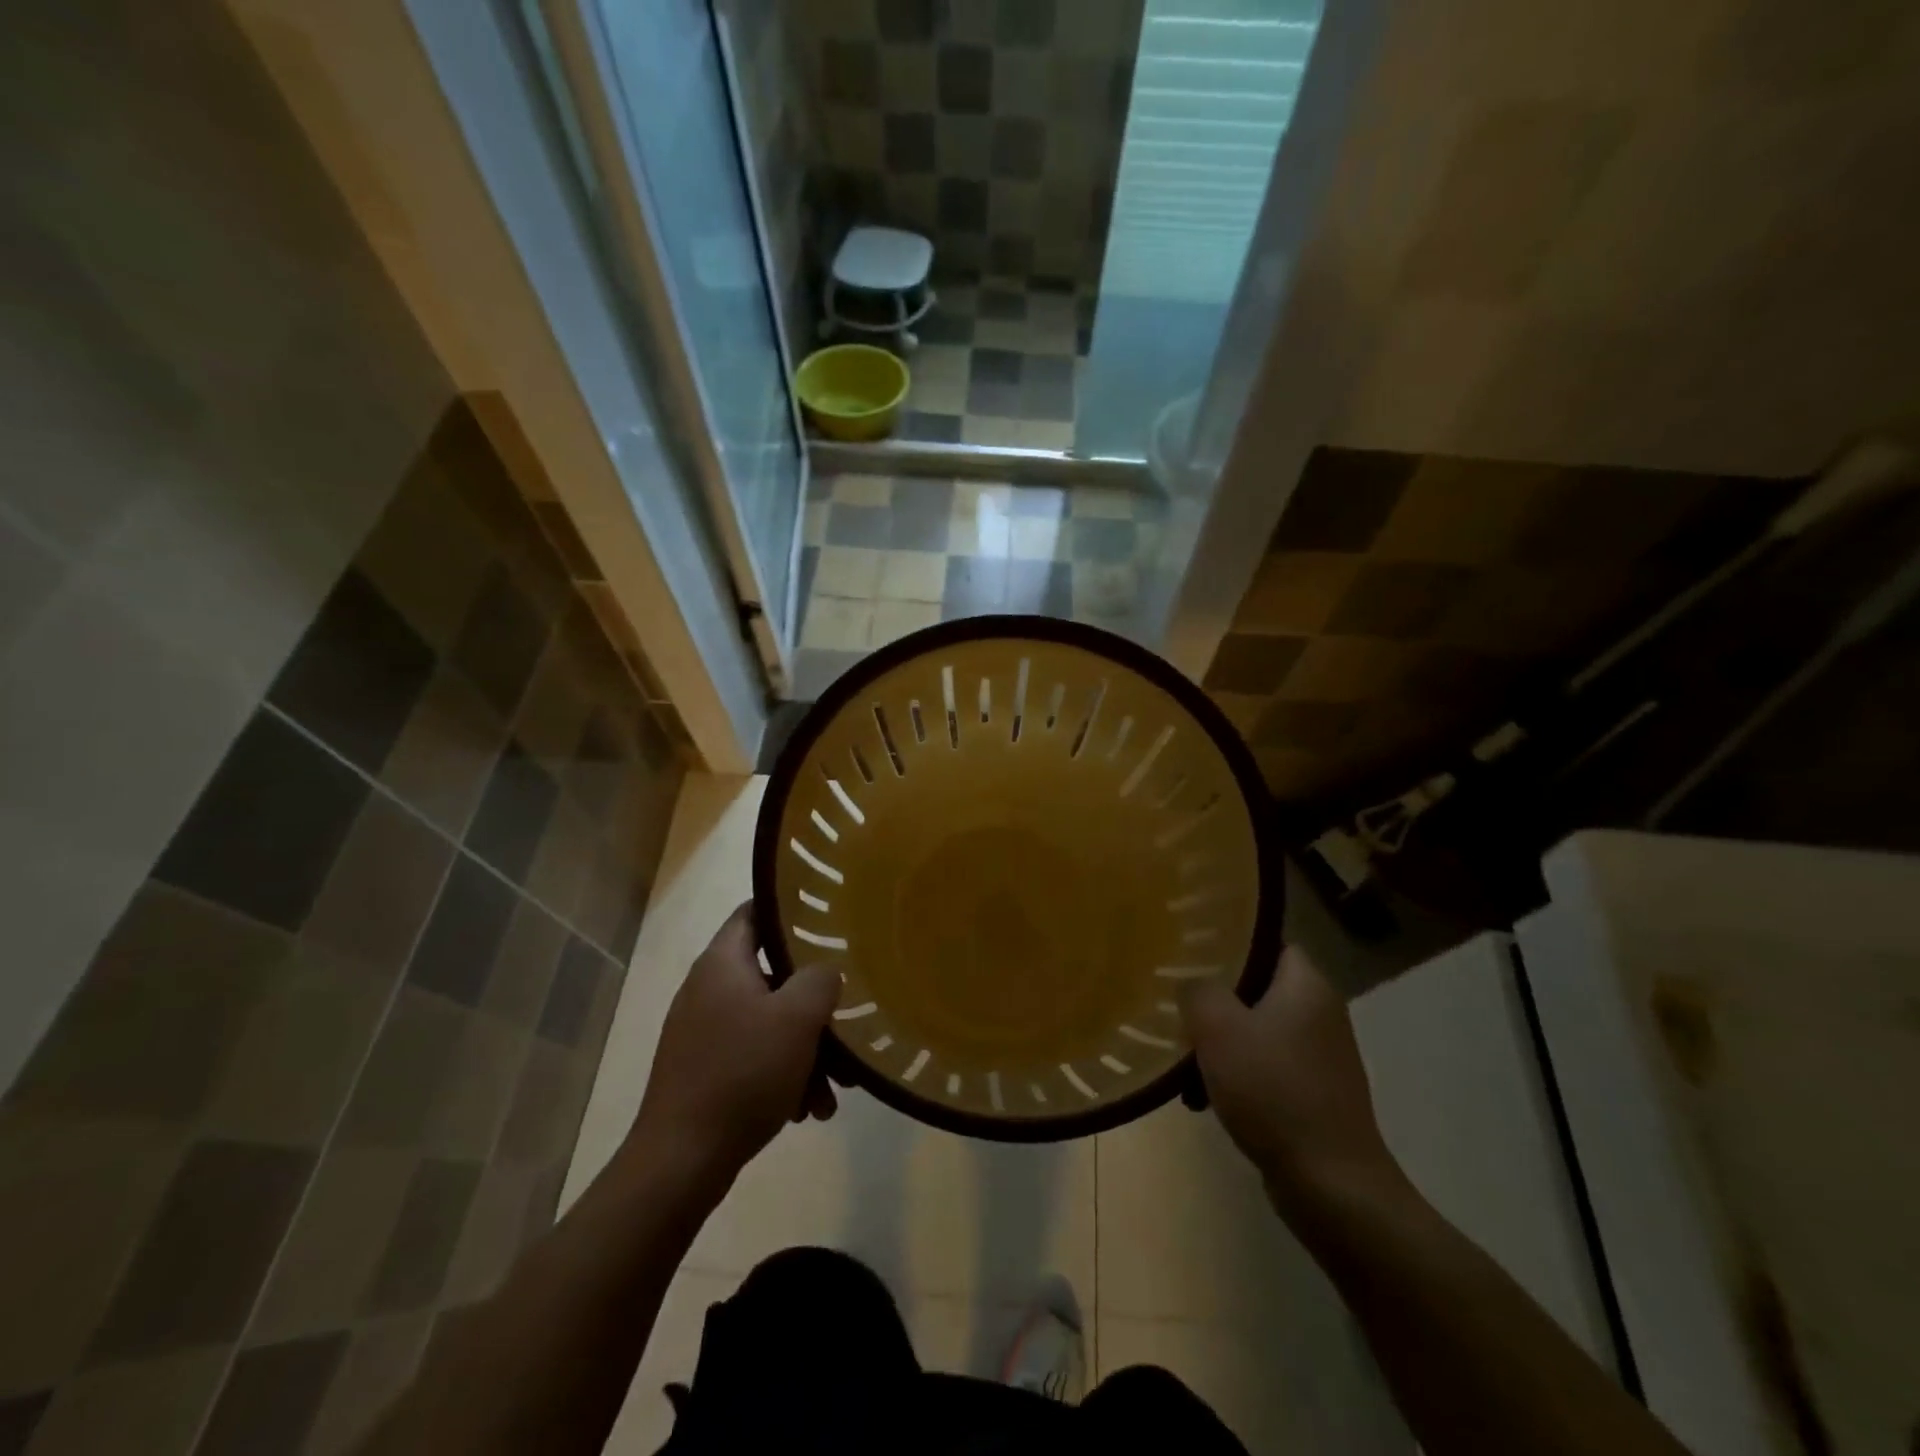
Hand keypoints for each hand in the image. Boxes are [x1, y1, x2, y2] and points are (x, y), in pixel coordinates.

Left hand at [627, 904, 840, 1197]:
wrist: (681, 1161)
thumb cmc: (742, 1072)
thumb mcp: (797, 1018)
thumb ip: (820, 979)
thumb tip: (825, 972)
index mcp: (722, 963)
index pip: (754, 911)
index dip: (790, 910)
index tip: (827, 921)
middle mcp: (708, 989)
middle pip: (772, 976)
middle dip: (812, 1004)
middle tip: (844, 1022)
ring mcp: (702, 1031)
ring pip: (768, 1024)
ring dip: (804, 1051)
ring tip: (832, 1092)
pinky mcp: (703, 1070)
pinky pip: (752, 1057)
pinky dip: (781, 1075)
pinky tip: (804, 1110)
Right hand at [1180, 947, 1402, 1208]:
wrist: (1331, 1185)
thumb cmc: (1273, 1090)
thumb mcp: (1218, 1028)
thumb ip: (1198, 990)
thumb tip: (1193, 983)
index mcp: (1307, 985)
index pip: (1267, 941)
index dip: (1228, 942)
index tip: (1189, 952)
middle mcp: (1321, 1013)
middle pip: (1258, 987)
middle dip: (1216, 998)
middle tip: (1177, 1002)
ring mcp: (1321, 1057)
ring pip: (1257, 1030)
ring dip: (1220, 1041)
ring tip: (1183, 1055)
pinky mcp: (1315, 1095)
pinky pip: (1266, 1067)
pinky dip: (1236, 1074)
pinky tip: (1205, 1096)